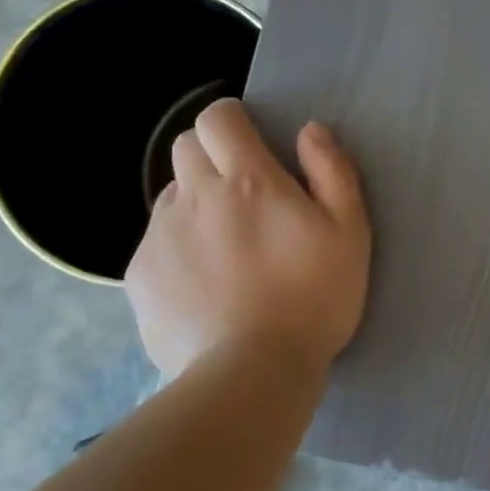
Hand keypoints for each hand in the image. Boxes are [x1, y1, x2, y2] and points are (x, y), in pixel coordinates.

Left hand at [126, 99, 369, 379]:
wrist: (251, 371)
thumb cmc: (314, 298)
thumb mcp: (349, 233)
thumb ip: (332, 172)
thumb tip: (310, 131)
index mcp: (248, 180)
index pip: (218, 119)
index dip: (232, 119)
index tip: (251, 139)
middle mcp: (195, 196)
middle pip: (186, 147)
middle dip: (211, 154)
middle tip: (245, 193)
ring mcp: (160, 235)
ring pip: (171, 195)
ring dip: (197, 203)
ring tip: (227, 246)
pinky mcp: (140, 274)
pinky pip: (158, 241)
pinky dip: (180, 246)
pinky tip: (206, 283)